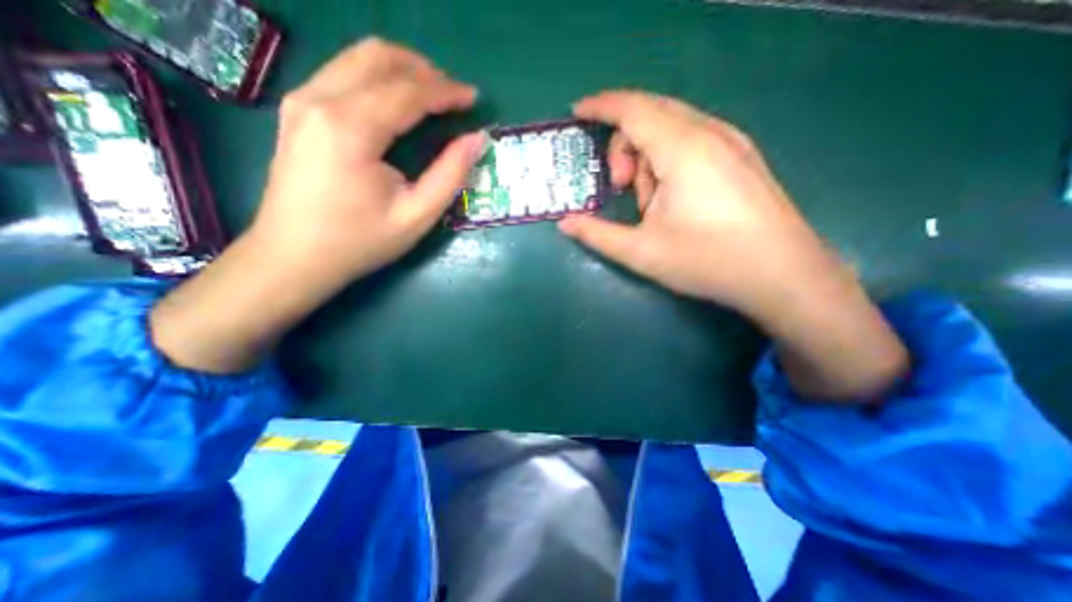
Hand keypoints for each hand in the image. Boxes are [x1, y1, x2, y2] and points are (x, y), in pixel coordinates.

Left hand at [250, 36, 483, 294]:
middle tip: (454, 95)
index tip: (473, 99)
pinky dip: (378, 78)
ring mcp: (302, 101)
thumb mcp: (416, 216)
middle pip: (378, 58)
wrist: (294, 256)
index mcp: (351, 129)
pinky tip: (397, 101)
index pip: (408, 91)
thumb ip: (450, 175)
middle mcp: (320, 100)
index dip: (446, 91)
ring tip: (432, 94)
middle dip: (424, 71)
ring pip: (357, 58)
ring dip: (401, 69)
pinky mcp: (297, 111)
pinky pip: (342, 73)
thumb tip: (476, 140)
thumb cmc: (360, 241)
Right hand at [561, 89, 835, 313]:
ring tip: (650, 203)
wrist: (783, 275)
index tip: (577, 112)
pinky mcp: (741, 157)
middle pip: (651, 113)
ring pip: (672, 128)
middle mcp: (709, 133)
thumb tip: (564, 224)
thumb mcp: (641, 252)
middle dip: (623, 143)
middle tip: (618, 185)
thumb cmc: (707, 261)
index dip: (600, 106)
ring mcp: (731, 142)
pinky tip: (672, 196)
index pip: (632, 109)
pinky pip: (692, 140)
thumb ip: (597, 234)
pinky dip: (668, 160)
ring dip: (647, 157)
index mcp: (682, 149)